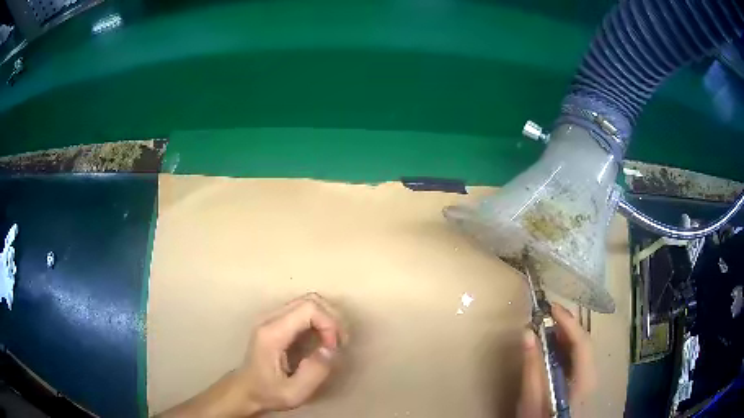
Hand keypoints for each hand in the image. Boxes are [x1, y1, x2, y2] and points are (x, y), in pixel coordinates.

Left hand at [240, 292, 346, 412]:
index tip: (333, 348)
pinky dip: (319, 321)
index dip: (329, 324)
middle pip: (310, 300)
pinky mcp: (275, 321)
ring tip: (332, 343)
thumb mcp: (294, 393)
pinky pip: (303, 311)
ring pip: (308, 302)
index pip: (308, 308)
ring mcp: (271, 317)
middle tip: (338, 345)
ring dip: (326, 320)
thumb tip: (331, 349)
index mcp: (272, 334)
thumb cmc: (268, 393)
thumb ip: (314, 372)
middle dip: (331, 320)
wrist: (245, 390)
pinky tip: (322, 341)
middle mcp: (269, 318)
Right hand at [516, 303, 595, 417]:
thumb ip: (532, 366)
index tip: (551, 307)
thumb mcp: (531, 397)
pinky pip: (577, 357)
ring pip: (581, 348)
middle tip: (547, 314)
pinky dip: (565, 347)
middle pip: (583, 342)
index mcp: (583, 378)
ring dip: (565, 335)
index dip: (568, 322)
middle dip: (566, 325)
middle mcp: (591, 374)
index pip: (581, 342)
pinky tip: (552, 347)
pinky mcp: (582, 381)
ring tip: (547, 326)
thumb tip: (527, 333)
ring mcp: (588, 378)